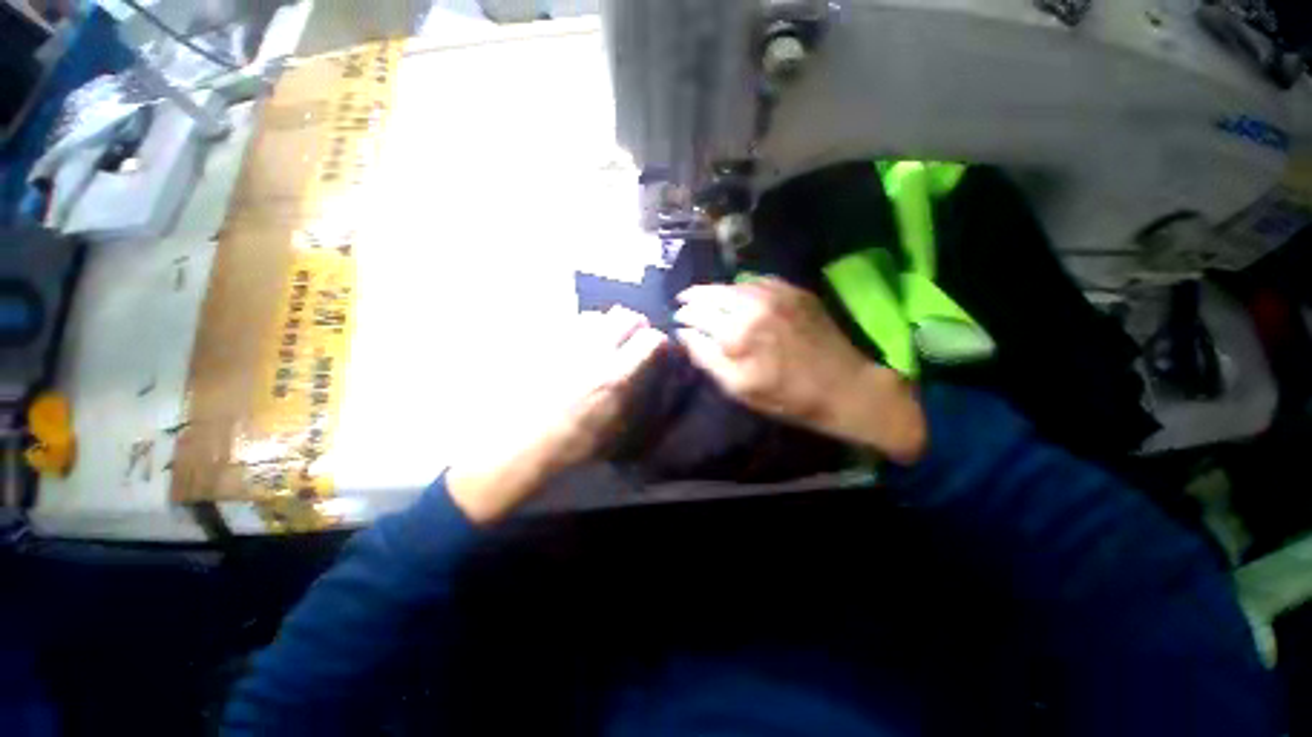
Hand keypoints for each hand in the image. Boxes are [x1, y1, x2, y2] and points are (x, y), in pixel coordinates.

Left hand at [447, 307, 666, 524]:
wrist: (521, 444)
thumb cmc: (575, 445)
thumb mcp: (622, 435)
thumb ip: (647, 406)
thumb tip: (660, 383)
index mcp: (616, 376)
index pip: (652, 340)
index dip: (659, 344)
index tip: (658, 353)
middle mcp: (594, 352)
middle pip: (625, 316)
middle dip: (636, 326)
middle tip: (632, 342)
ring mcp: (565, 343)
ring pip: (596, 316)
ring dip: (606, 326)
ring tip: (602, 344)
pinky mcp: (543, 342)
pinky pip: (567, 324)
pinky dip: (578, 331)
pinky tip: (574, 350)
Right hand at [674, 278, 925, 463]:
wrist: (842, 386)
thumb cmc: (786, 396)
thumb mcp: (737, 388)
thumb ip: (705, 357)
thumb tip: (683, 334)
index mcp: (735, 334)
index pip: (695, 315)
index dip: (682, 316)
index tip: (677, 319)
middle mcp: (752, 306)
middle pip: (710, 293)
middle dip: (693, 297)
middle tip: (683, 301)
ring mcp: (775, 294)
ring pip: (732, 285)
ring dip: (716, 291)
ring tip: (707, 298)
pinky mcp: (794, 290)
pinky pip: (757, 281)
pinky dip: (741, 287)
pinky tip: (738, 295)